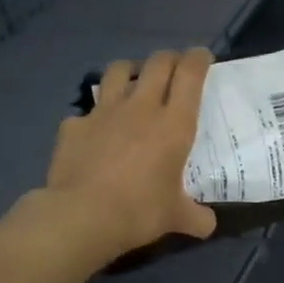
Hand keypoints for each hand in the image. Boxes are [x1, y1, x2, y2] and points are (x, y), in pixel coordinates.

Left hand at [41, 48, 217, 264]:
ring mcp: (104, 113)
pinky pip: (87, 111)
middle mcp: (141, 108)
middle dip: (170, 58)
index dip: (198, 60)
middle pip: (157, 64)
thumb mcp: (176, 218)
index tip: (203, 57)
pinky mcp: (74, 126)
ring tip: (135, 79)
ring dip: (131, 70)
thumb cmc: (140, 211)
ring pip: (119, 71)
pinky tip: (96, 130)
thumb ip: (196, 217)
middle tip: (175, 65)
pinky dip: (95, 116)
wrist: (82, 215)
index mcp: (173, 125)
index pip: (190, 76)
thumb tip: (208, 225)